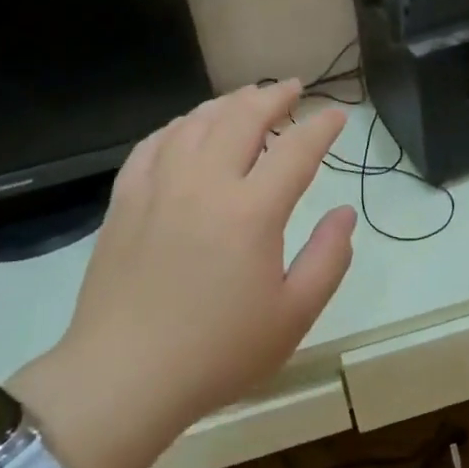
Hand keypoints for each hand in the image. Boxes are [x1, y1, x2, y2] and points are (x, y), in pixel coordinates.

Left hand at [19, 82, 356, 467]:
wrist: (123, 378)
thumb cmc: (218, 353)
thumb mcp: (294, 315)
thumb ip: (329, 258)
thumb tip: (344, 214)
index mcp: (252, 211)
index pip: (296, 150)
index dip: (322, 126)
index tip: (338, 115)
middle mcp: (205, 184)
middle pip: (241, 118)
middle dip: (273, 97)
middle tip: (293, 89)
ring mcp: (158, 188)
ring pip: (195, 123)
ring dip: (227, 104)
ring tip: (246, 100)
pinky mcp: (124, 202)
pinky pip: (152, 145)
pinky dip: (177, 126)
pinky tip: (186, 129)